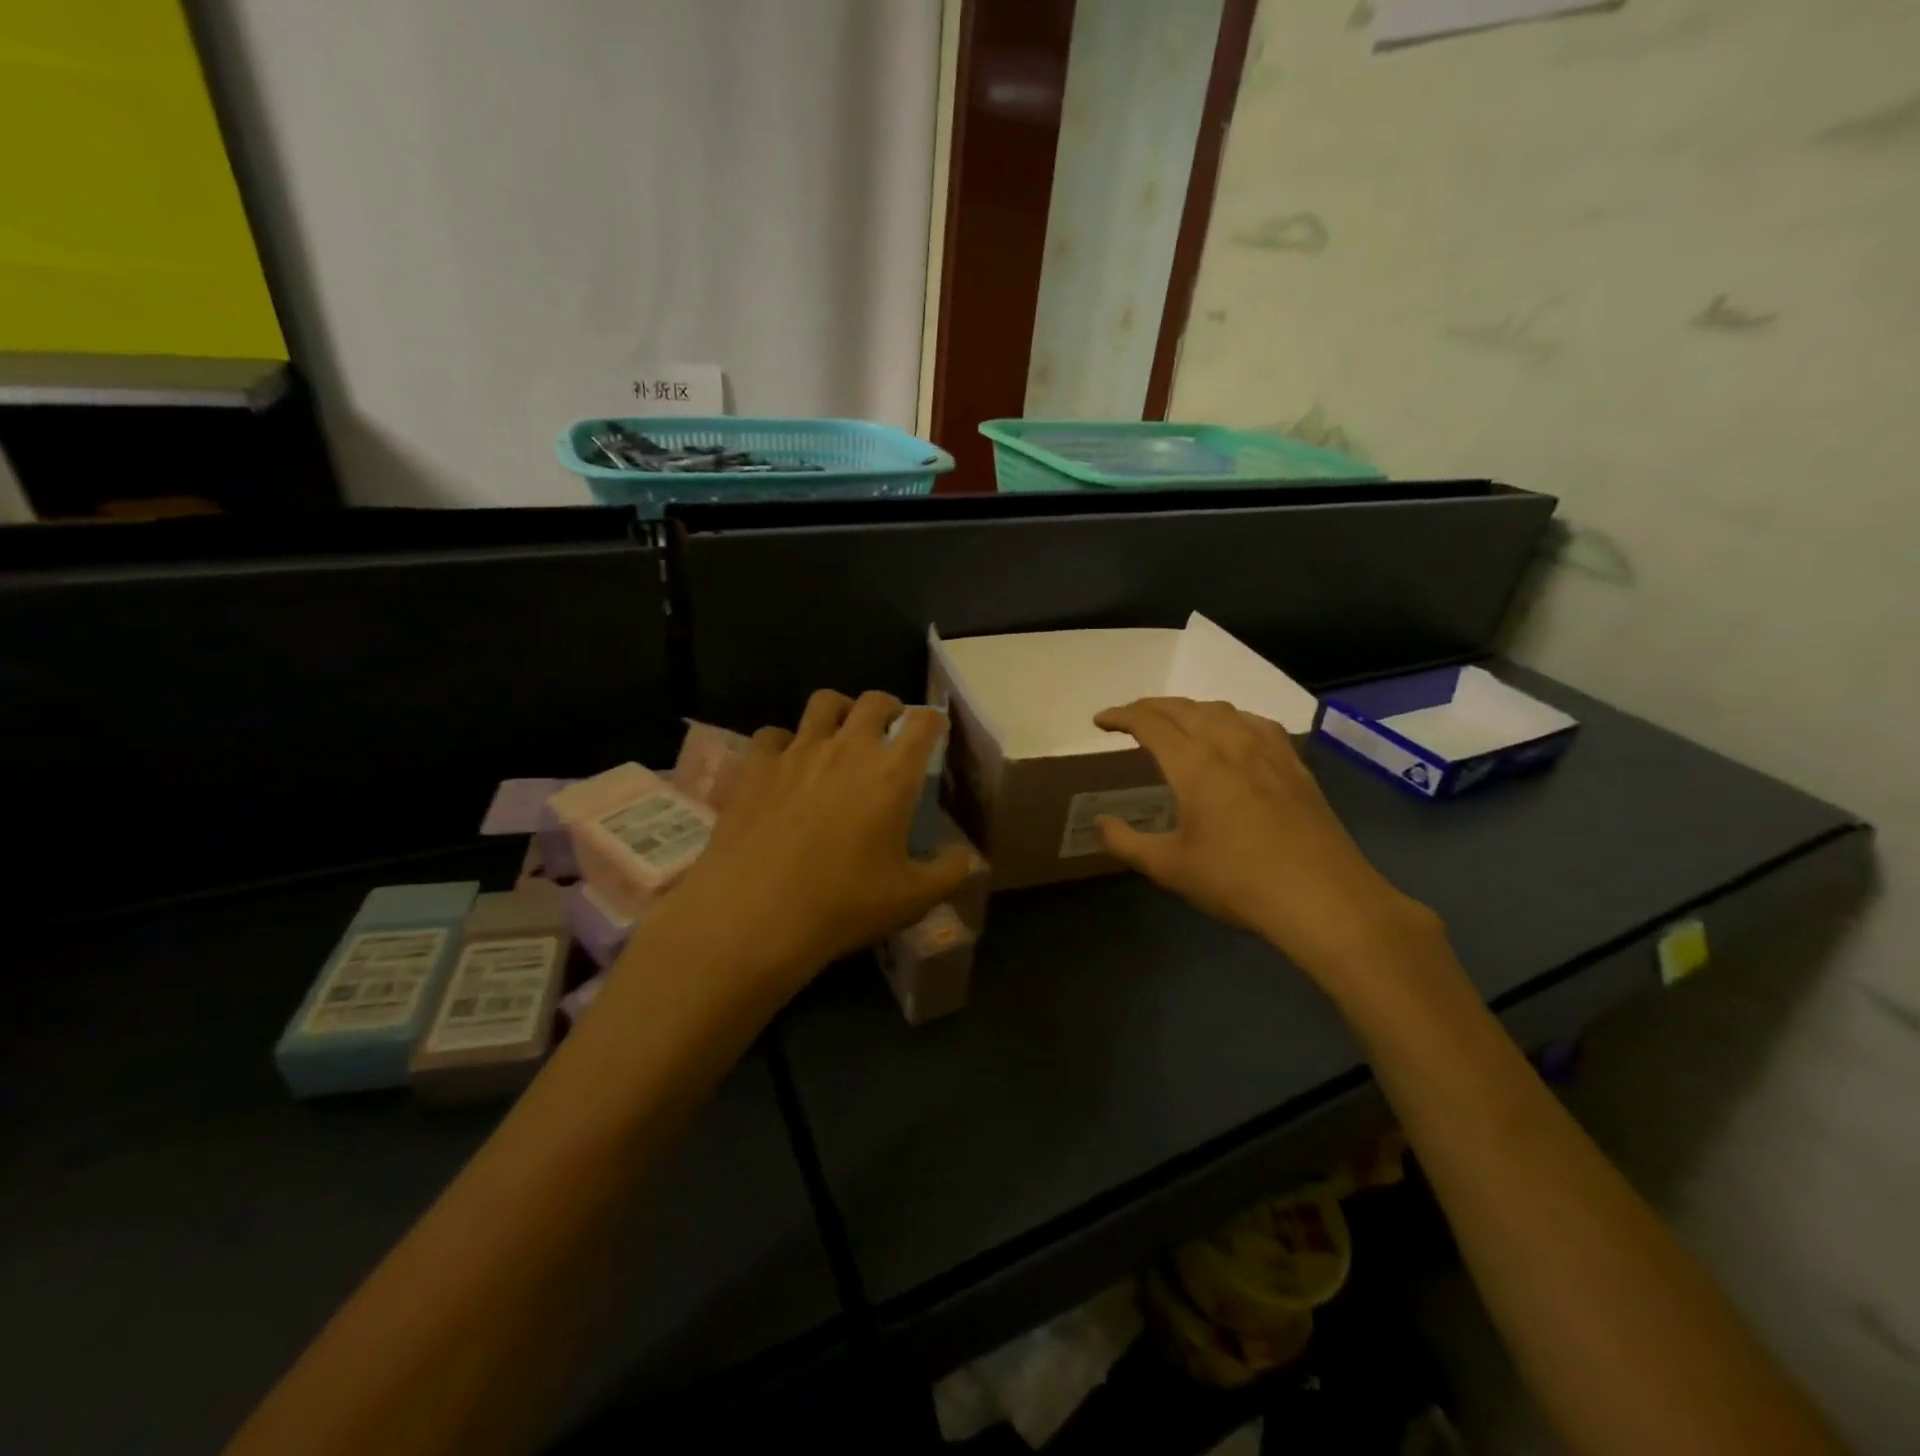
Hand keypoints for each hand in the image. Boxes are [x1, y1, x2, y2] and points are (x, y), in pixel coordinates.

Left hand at [665, 689, 974, 997]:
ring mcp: (798, 751)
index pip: (924, 722)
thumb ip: (949, 873)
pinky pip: (772, 734)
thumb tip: (968, 858)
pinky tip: (784, 765)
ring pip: (823, 702)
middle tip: (889, 731)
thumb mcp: (911, 899)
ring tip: (839, 734)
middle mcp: (848, 748)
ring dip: (839, 711)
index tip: (934, 734)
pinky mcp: (756, 765)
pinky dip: (783, 742)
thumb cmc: (842, 905)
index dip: (934, 722)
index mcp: (892, 773)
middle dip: (888, 708)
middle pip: (874, 700)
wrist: (755, 914)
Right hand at [1092, 697, 1440, 988]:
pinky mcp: (1295, 765)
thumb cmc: (1238, 882)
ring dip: (1189, 709)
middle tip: (1129, 718)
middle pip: (1184, 708)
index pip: (1150, 722)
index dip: (1121, 716)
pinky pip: (1255, 723)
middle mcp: (1230, 744)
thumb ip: (1127, 843)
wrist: (1323, 898)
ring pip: (1222, 710)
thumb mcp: (1170, 868)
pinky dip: (1229, 718)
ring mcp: (1268, 751)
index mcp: (1195, 764)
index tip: (1100, 721)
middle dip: (1151, 707)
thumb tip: (1100, 823)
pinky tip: (1232, 735)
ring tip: (1174, 722)